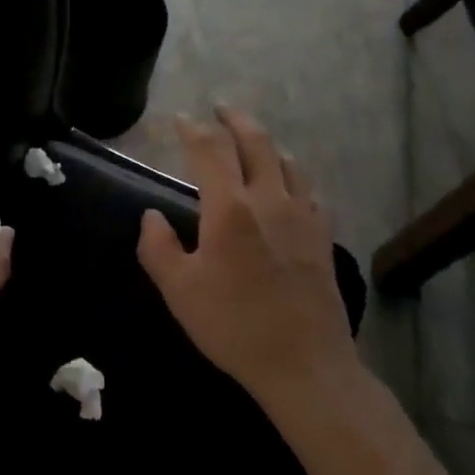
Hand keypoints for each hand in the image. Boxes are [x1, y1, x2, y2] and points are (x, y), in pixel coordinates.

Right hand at [137, 107, 362, 421]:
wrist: (304, 364)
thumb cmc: (234, 326)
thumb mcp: (179, 291)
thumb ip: (158, 247)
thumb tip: (151, 216)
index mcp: (229, 208)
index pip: (209, 151)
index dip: (192, 130)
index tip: (180, 119)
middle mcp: (268, 199)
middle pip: (255, 143)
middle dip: (234, 121)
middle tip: (220, 109)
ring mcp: (302, 215)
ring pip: (286, 161)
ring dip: (266, 143)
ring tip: (253, 139)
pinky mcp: (323, 235)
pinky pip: (310, 189)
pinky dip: (294, 174)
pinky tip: (290, 182)